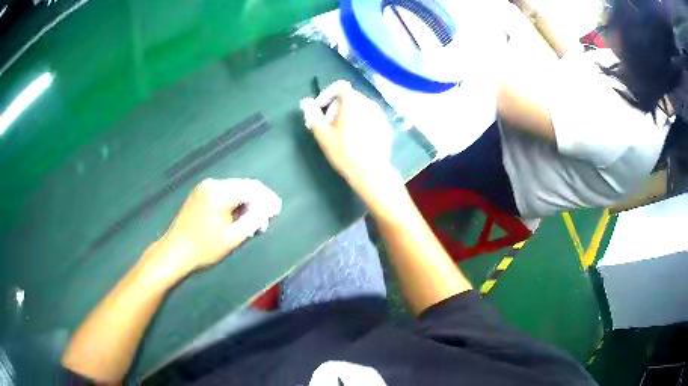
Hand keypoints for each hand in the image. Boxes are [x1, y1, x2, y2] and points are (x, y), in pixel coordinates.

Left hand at [140, 178, 281, 284]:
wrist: (174, 251)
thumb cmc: (204, 248)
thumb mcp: (232, 238)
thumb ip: (253, 220)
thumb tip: (268, 209)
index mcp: (220, 193)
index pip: (252, 188)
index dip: (267, 198)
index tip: (277, 210)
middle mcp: (212, 184)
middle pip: (243, 186)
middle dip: (257, 200)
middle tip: (267, 218)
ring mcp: (204, 187)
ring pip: (233, 189)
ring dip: (246, 202)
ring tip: (253, 220)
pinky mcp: (199, 193)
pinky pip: (223, 192)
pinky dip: (234, 202)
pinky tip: (237, 216)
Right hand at [301, 80, 396, 193]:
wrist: (371, 171)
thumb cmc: (344, 151)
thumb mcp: (323, 134)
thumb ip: (313, 114)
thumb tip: (305, 102)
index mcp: (353, 101)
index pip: (339, 86)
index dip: (327, 94)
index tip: (321, 109)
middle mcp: (369, 103)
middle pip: (350, 97)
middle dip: (336, 106)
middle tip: (328, 124)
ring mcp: (380, 115)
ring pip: (361, 107)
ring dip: (349, 114)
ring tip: (342, 133)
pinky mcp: (386, 127)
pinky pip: (370, 118)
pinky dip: (361, 122)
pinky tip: (357, 140)